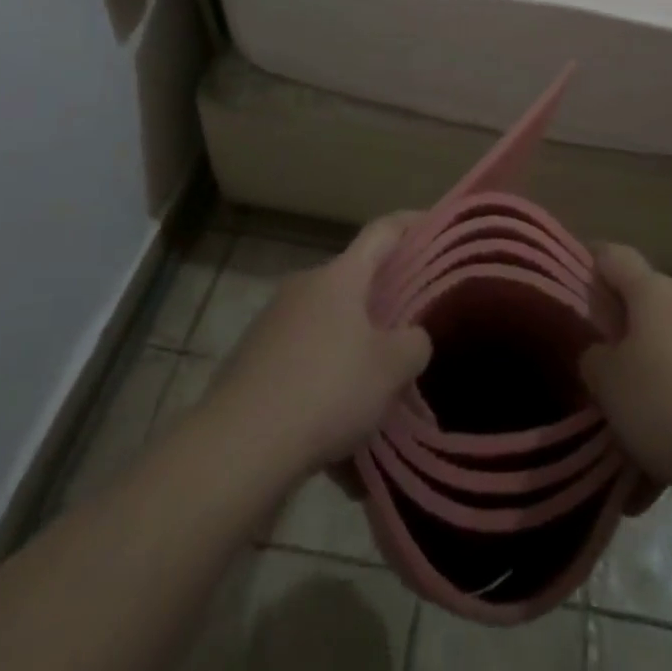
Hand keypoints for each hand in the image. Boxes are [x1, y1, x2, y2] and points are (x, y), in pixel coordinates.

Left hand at [203, 216, 431, 477]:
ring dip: (351, 346)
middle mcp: (304, 286)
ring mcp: (272, 321)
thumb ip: (413, 344)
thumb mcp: (391, 369)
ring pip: (326, 324)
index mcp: (340, 276)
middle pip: (353, 281)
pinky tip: (334, 426)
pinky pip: (301, 358)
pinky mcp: (250, 359)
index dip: (411, 224)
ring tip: (373, 390)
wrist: (237, 447)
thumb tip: (411, 338)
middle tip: (409, 327)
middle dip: (381, 301)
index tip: (434, 224)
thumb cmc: (326, 390)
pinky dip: (322, 378)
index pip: (382, 231)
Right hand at [580, 245, 671, 498]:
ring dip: (658, 353)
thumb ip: (594, 357)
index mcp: (654, 290)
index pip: (614, 256)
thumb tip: (601, 349)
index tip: (576, 275)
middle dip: (627, 319)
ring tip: (642, 400)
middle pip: (649, 295)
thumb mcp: (608, 385)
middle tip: (606, 354)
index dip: (592, 260)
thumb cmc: (668, 406)